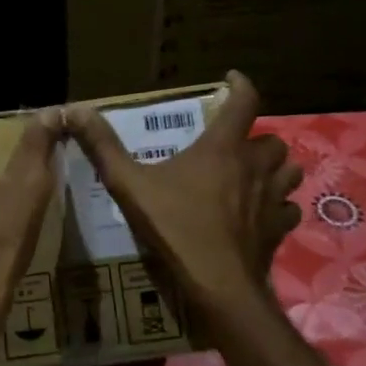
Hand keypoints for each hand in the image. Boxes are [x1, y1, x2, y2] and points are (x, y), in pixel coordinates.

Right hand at [62, 72, 300, 327]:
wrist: (218, 285)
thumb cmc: (175, 227)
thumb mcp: (129, 185)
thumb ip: (103, 147)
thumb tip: (75, 110)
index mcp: (222, 148)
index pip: (245, 102)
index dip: (241, 85)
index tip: (231, 80)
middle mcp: (254, 167)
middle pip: (272, 141)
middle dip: (257, 139)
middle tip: (235, 145)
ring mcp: (272, 200)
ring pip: (289, 172)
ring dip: (275, 169)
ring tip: (254, 175)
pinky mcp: (279, 230)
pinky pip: (289, 209)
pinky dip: (280, 206)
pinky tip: (262, 214)